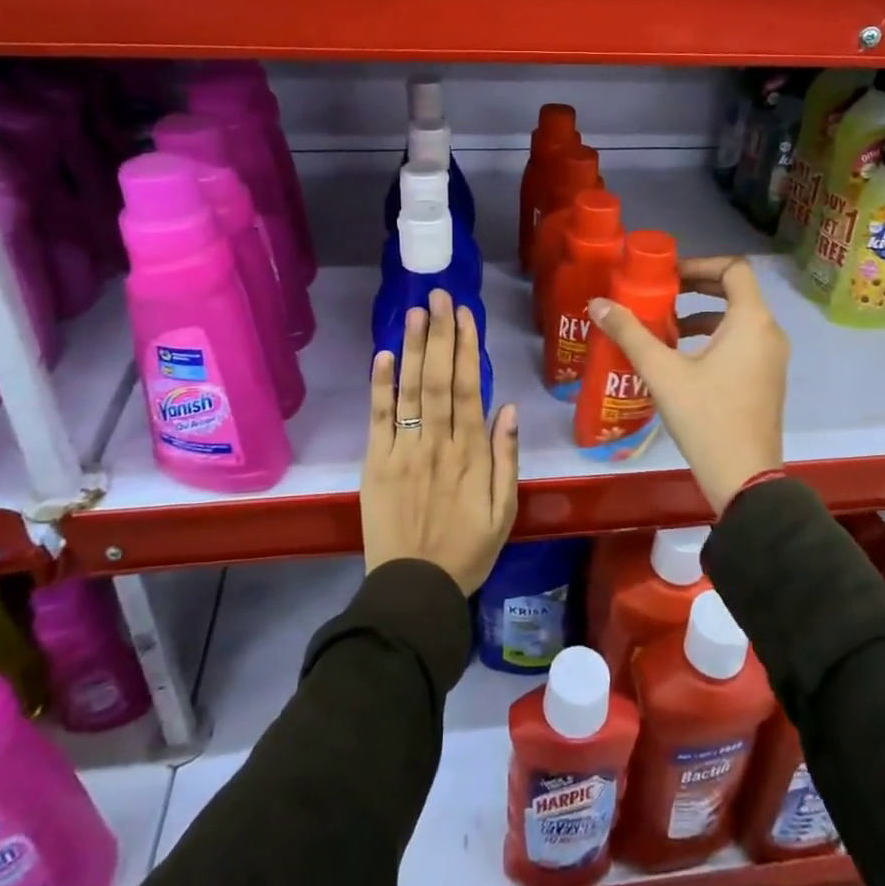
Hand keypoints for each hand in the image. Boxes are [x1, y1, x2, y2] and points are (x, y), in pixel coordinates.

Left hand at [361, 289, 520, 594]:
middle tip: (438, 296)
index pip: (468, 388)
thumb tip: (507, 408)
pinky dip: (380, 387)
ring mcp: (403, 451)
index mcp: (471, 454)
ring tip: (415, 312)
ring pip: (410, 391)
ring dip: (412, 348)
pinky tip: (382, 356)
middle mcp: (437, 443)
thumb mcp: (504, 511)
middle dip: (439, 334)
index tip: (465, 315)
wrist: (415, 589)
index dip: (466, 348)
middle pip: (438, 379)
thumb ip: (506, 459)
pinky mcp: (376, 464)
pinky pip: (378, 419)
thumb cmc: (467, 550)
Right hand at [588, 256, 786, 515]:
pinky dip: (715, 337)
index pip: (734, 269)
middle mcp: (770, 333)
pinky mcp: (767, 380)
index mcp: (752, 321)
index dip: (700, 264)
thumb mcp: (662, 372)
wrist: (744, 478)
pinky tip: (682, 358)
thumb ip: (630, 333)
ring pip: (738, 319)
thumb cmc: (706, 417)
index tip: (668, 275)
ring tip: (666, 325)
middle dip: (698, 287)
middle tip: (662, 292)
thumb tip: (597, 303)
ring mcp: (772, 359)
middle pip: (737, 291)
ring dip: (703, 314)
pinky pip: (743, 342)